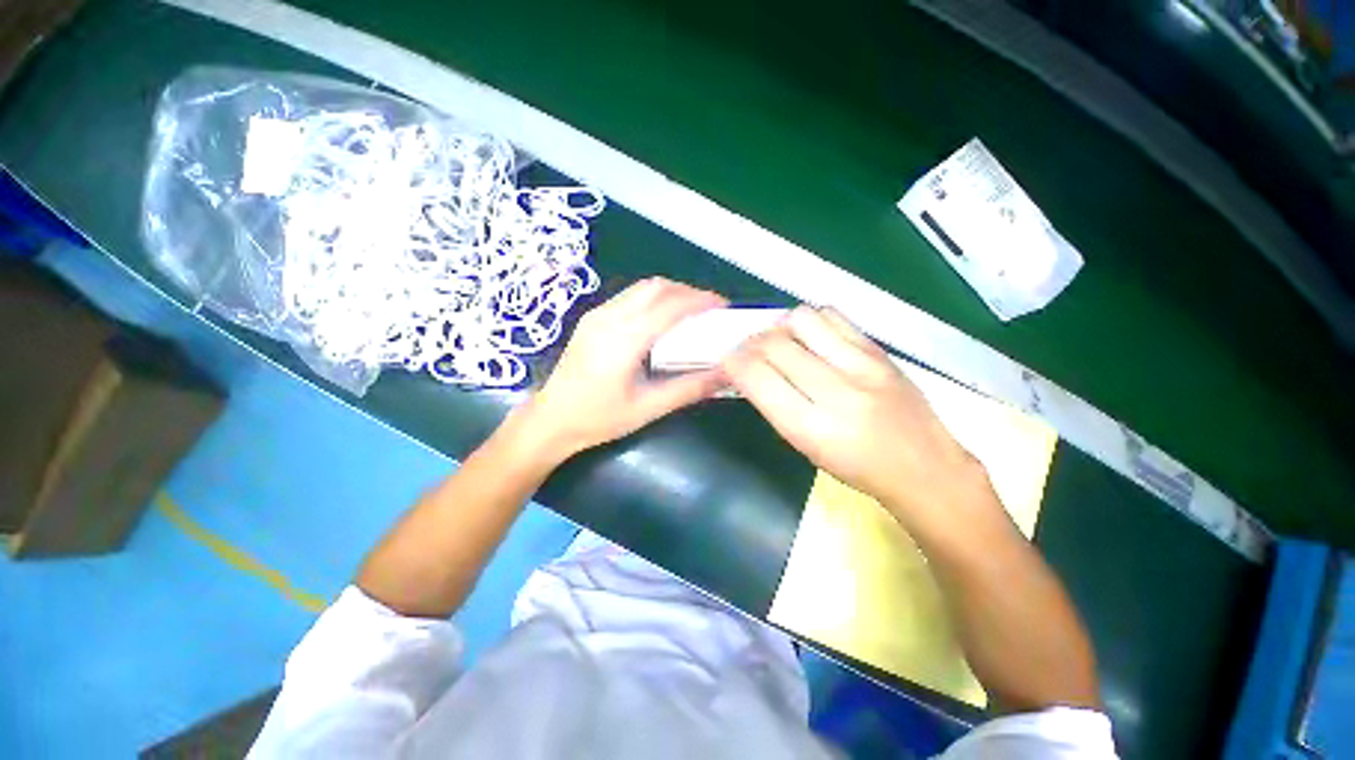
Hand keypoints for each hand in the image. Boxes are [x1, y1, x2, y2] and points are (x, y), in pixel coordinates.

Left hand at [514, 278, 727, 460]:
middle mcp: (609, 317)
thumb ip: (689, 388)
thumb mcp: (648, 408)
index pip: (670, 306)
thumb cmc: (598, 418)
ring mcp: (597, 314)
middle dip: (689, 292)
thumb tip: (726, 374)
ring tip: (692, 311)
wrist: (550, 420)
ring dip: (671, 293)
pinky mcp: (592, 318)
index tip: (724, 306)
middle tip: (711, 309)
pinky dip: (654, 299)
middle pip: (657, 287)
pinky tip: (663, 319)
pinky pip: (630, 296)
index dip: (701, 301)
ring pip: (642, 288)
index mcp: (624, 339)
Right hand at [722, 306, 985, 521]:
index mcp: (810, 427)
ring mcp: (862, 365)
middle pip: (773, 344)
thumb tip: (748, 369)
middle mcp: (835, 391)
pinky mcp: (880, 350)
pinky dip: (811, 321)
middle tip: (749, 351)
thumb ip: (774, 404)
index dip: (732, 362)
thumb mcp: (805, 447)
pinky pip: (832, 316)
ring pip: (801, 320)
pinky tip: (811, 337)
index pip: (756, 377)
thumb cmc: (857, 468)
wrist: (925, 467)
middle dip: (749, 343)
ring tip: (782, 342)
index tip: (727, 361)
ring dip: (779, 327)